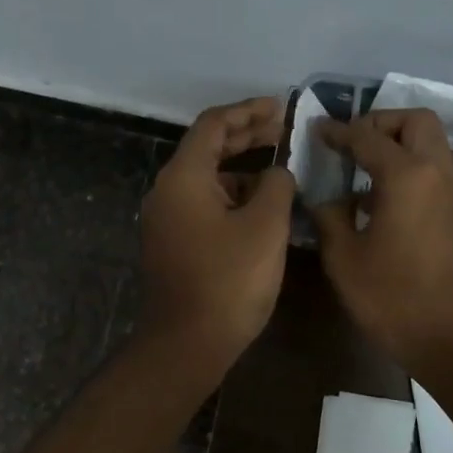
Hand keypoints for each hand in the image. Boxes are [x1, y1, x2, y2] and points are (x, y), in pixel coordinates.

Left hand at [140, 97, 295, 374]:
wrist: (187, 344)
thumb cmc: (228, 281)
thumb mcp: (265, 227)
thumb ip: (277, 186)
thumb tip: (277, 173)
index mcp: (183, 178)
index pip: (213, 125)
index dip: (248, 112)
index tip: (280, 108)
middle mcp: (167, 192)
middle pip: (208, 149)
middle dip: (247, 136)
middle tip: (284, 131)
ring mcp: (167, 220)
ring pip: (208, 180)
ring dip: (242, 169)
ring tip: (282, 170)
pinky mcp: (174, 244)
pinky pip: (205, 205)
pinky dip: (233, 197)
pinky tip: (263, 207)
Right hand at [311, 109, 452, 379]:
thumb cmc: (395, 300)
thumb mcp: (344, 260)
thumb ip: (329, 218)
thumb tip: (326, 199)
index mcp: (406, 176)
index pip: (367, 136)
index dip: (338, 131)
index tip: (317, 130)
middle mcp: (438, 173)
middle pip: (415, 121)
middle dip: (381, 122)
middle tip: (352, 143)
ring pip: (432, 145)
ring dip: (399, 144)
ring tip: (364, 172)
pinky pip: (437, 172)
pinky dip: (412, 169)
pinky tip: (385, 202)